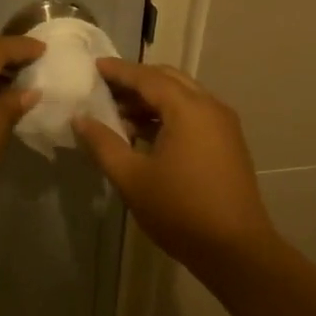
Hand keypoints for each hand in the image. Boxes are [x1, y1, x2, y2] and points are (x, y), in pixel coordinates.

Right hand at [72, 59, 276, 270]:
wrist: (234, 248)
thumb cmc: (179, 210)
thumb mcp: (131, 178)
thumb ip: (103, 144)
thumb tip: (80, 119)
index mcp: (188, 109)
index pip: (147, 77)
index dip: (119, 71)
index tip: (93, 67)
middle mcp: (210, 107)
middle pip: (168, 80)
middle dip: (136, 81)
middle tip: (104, 89)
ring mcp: (223, 126)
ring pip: (182, 98)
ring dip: (151, 100)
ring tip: (118, 115)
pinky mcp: (227, 144)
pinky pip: (193, 115)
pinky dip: (167, 115)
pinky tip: (144, 135)